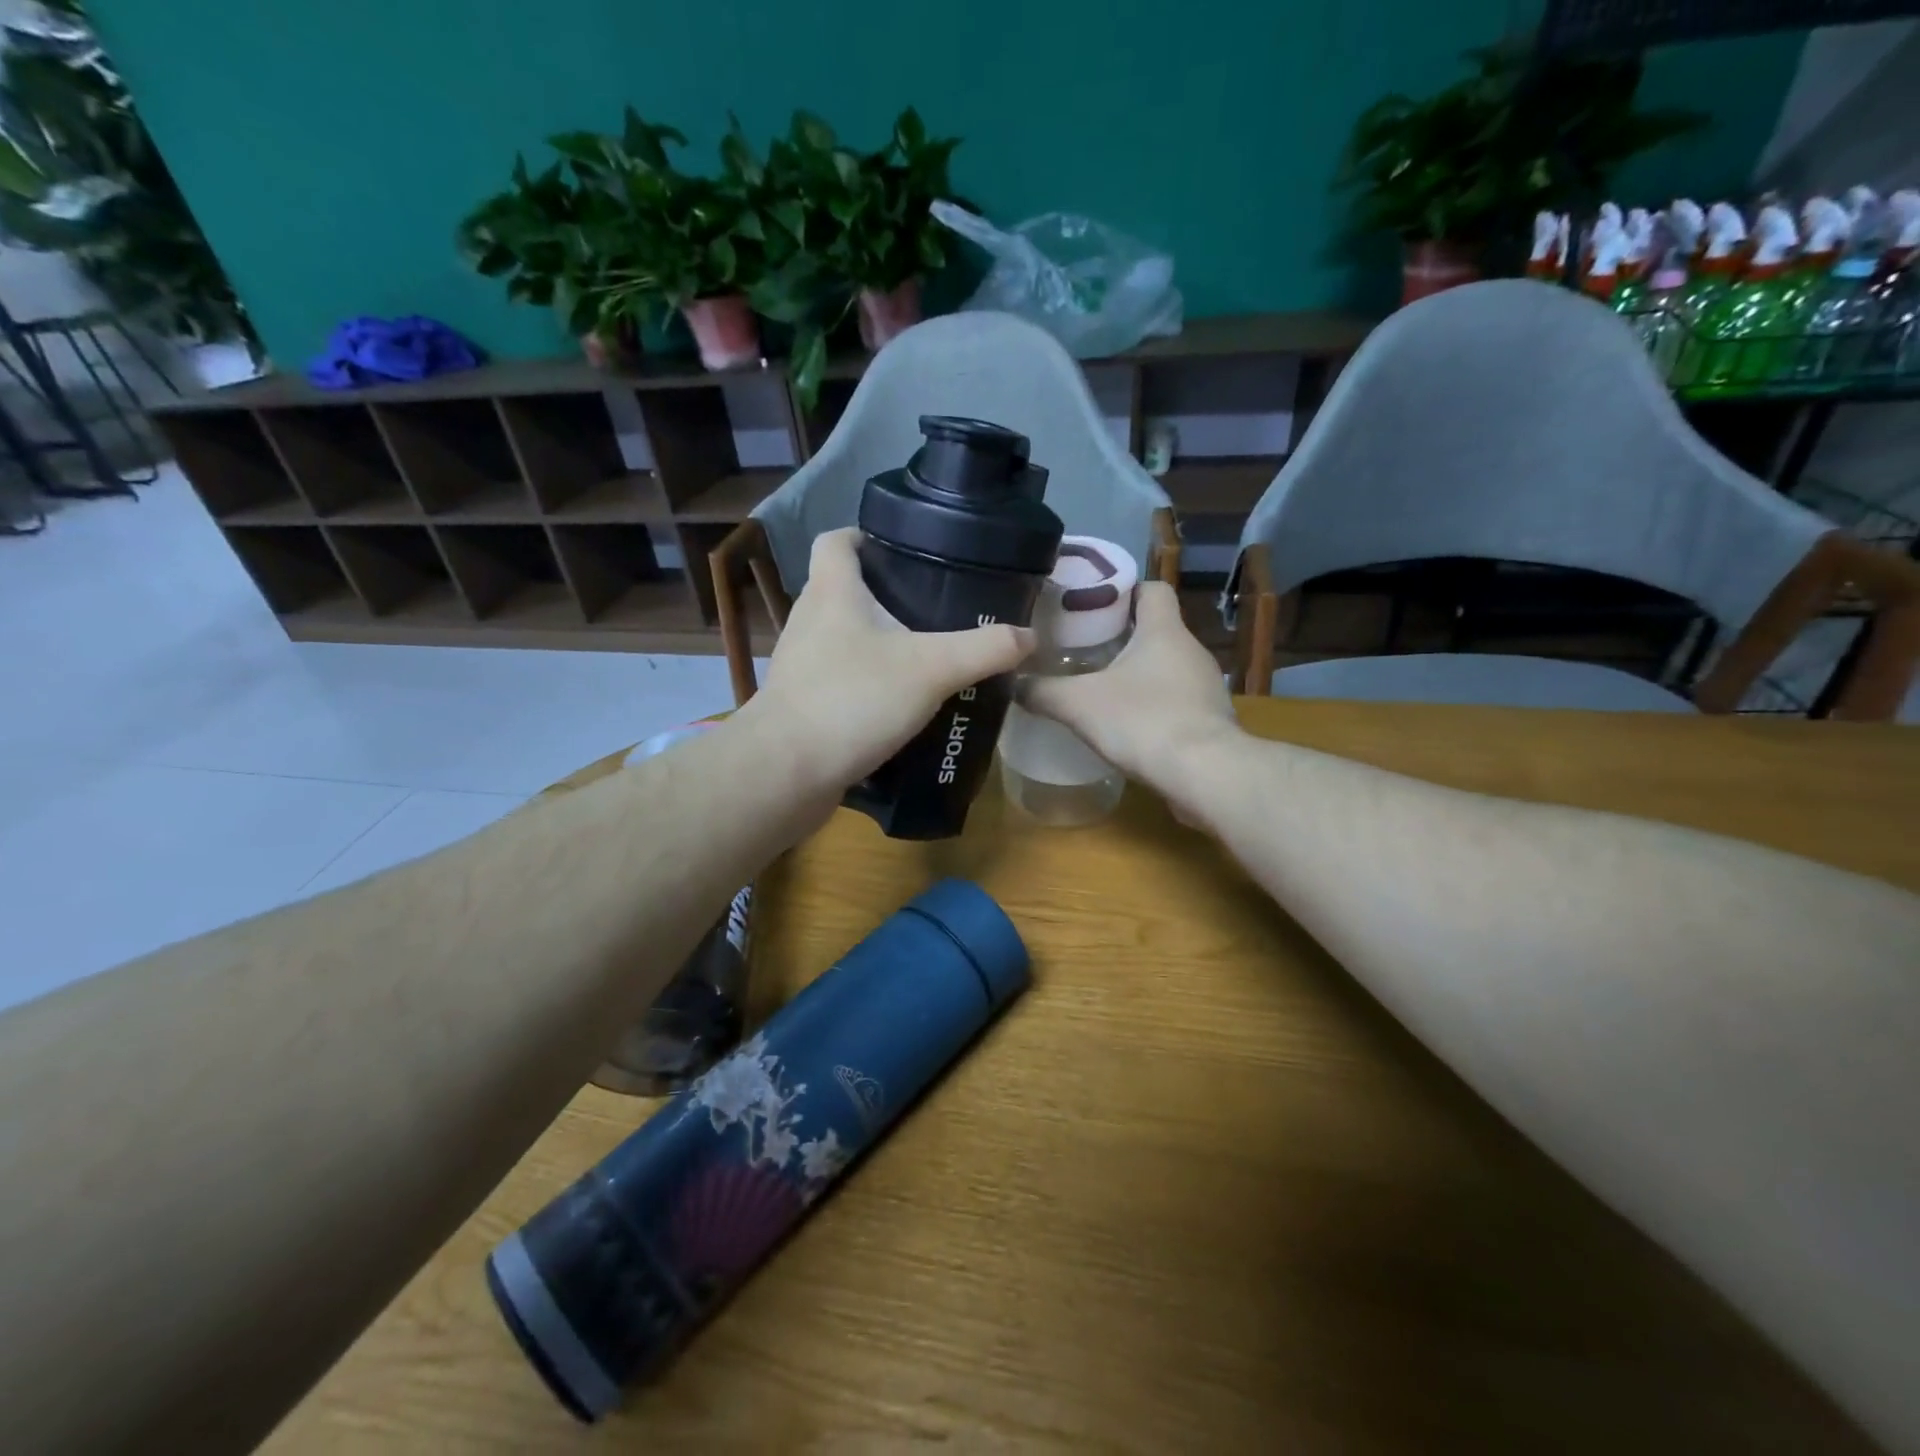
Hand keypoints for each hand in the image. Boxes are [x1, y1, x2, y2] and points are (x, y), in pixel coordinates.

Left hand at [743, 529, 1034, 788]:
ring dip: (878, 641)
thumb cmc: (854, 700)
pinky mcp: (803, 702)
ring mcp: (802, 663)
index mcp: (833, 591)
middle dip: (886, 593)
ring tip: (926, 655)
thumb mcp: (932, 669)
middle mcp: (810, 619)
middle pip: (844, 588)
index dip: (866, 535)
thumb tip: (1031, 637)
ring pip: (843, 636)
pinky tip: (900, 703)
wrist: (787, 771)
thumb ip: (985, 650)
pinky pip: (840, 678)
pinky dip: (867, 681)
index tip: (906, 549)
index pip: (836, 540)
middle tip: (936, 607)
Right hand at [1020, 581, 1238, 804]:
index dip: (1124, 592)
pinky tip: (1127, 728)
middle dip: (1121, 638)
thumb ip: (1042, 691)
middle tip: (1082, 651)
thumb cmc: (1142, 721)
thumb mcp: (1078, 704)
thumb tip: (1013, 684)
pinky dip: (1153, 708)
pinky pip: (1177, 702)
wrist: (1204, 774)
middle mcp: (1191, 651)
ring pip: (1167, 668)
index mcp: (1163, 631)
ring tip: (1100, 691)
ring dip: (1138, 676)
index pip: (1152, 589)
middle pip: (1156, 630)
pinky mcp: (1210, 721)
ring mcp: (1206, 687)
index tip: (1093, 607)